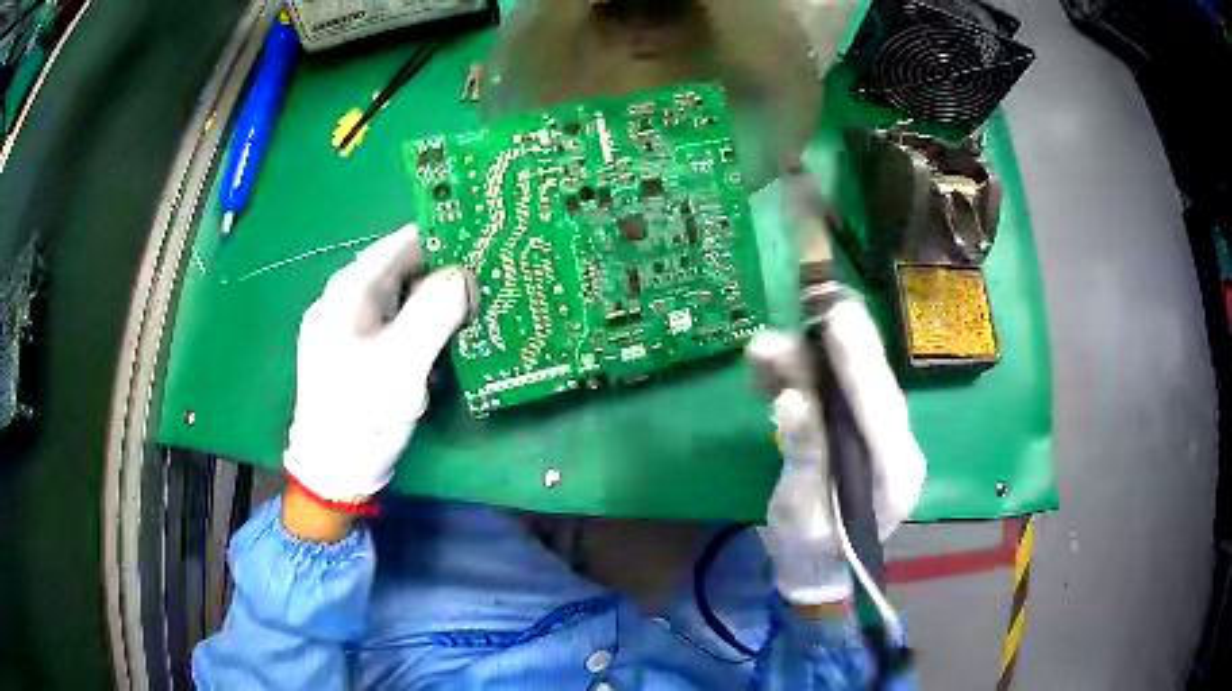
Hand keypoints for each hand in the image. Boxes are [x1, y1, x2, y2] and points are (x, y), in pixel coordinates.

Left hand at [283, 224, 475, 506]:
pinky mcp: (355, 350)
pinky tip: (445, 342)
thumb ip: (434, 312)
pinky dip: (422, 325)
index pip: (405, 241)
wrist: (332, 471)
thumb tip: (465, 274)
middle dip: (446, 273)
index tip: (489, 245)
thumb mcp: (402, 363)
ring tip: (477, 311)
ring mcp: (348, 325)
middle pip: (404, 268)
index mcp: (351, 289)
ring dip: (437, 302)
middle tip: (491, 284)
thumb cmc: (363, 415)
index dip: (447, 238)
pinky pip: (395, 323)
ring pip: (401, 297)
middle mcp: (346, 297)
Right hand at [747, 293, 925, 605]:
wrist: (822, 571)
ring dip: (815, 362)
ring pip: (858, 386)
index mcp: (895, 475)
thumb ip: (804, 457)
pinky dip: (810, 378)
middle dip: (847, 346)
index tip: (837, 318)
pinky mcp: (866, 434)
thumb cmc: (810, 551)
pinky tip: (776, 368)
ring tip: (770, 347)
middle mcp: (900, 448)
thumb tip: (792, 400)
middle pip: (876, 387)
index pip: (880, 410)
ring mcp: (885, 440)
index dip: (857, 362)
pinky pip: (843, 396)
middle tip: (823, 302)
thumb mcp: (800, 513)